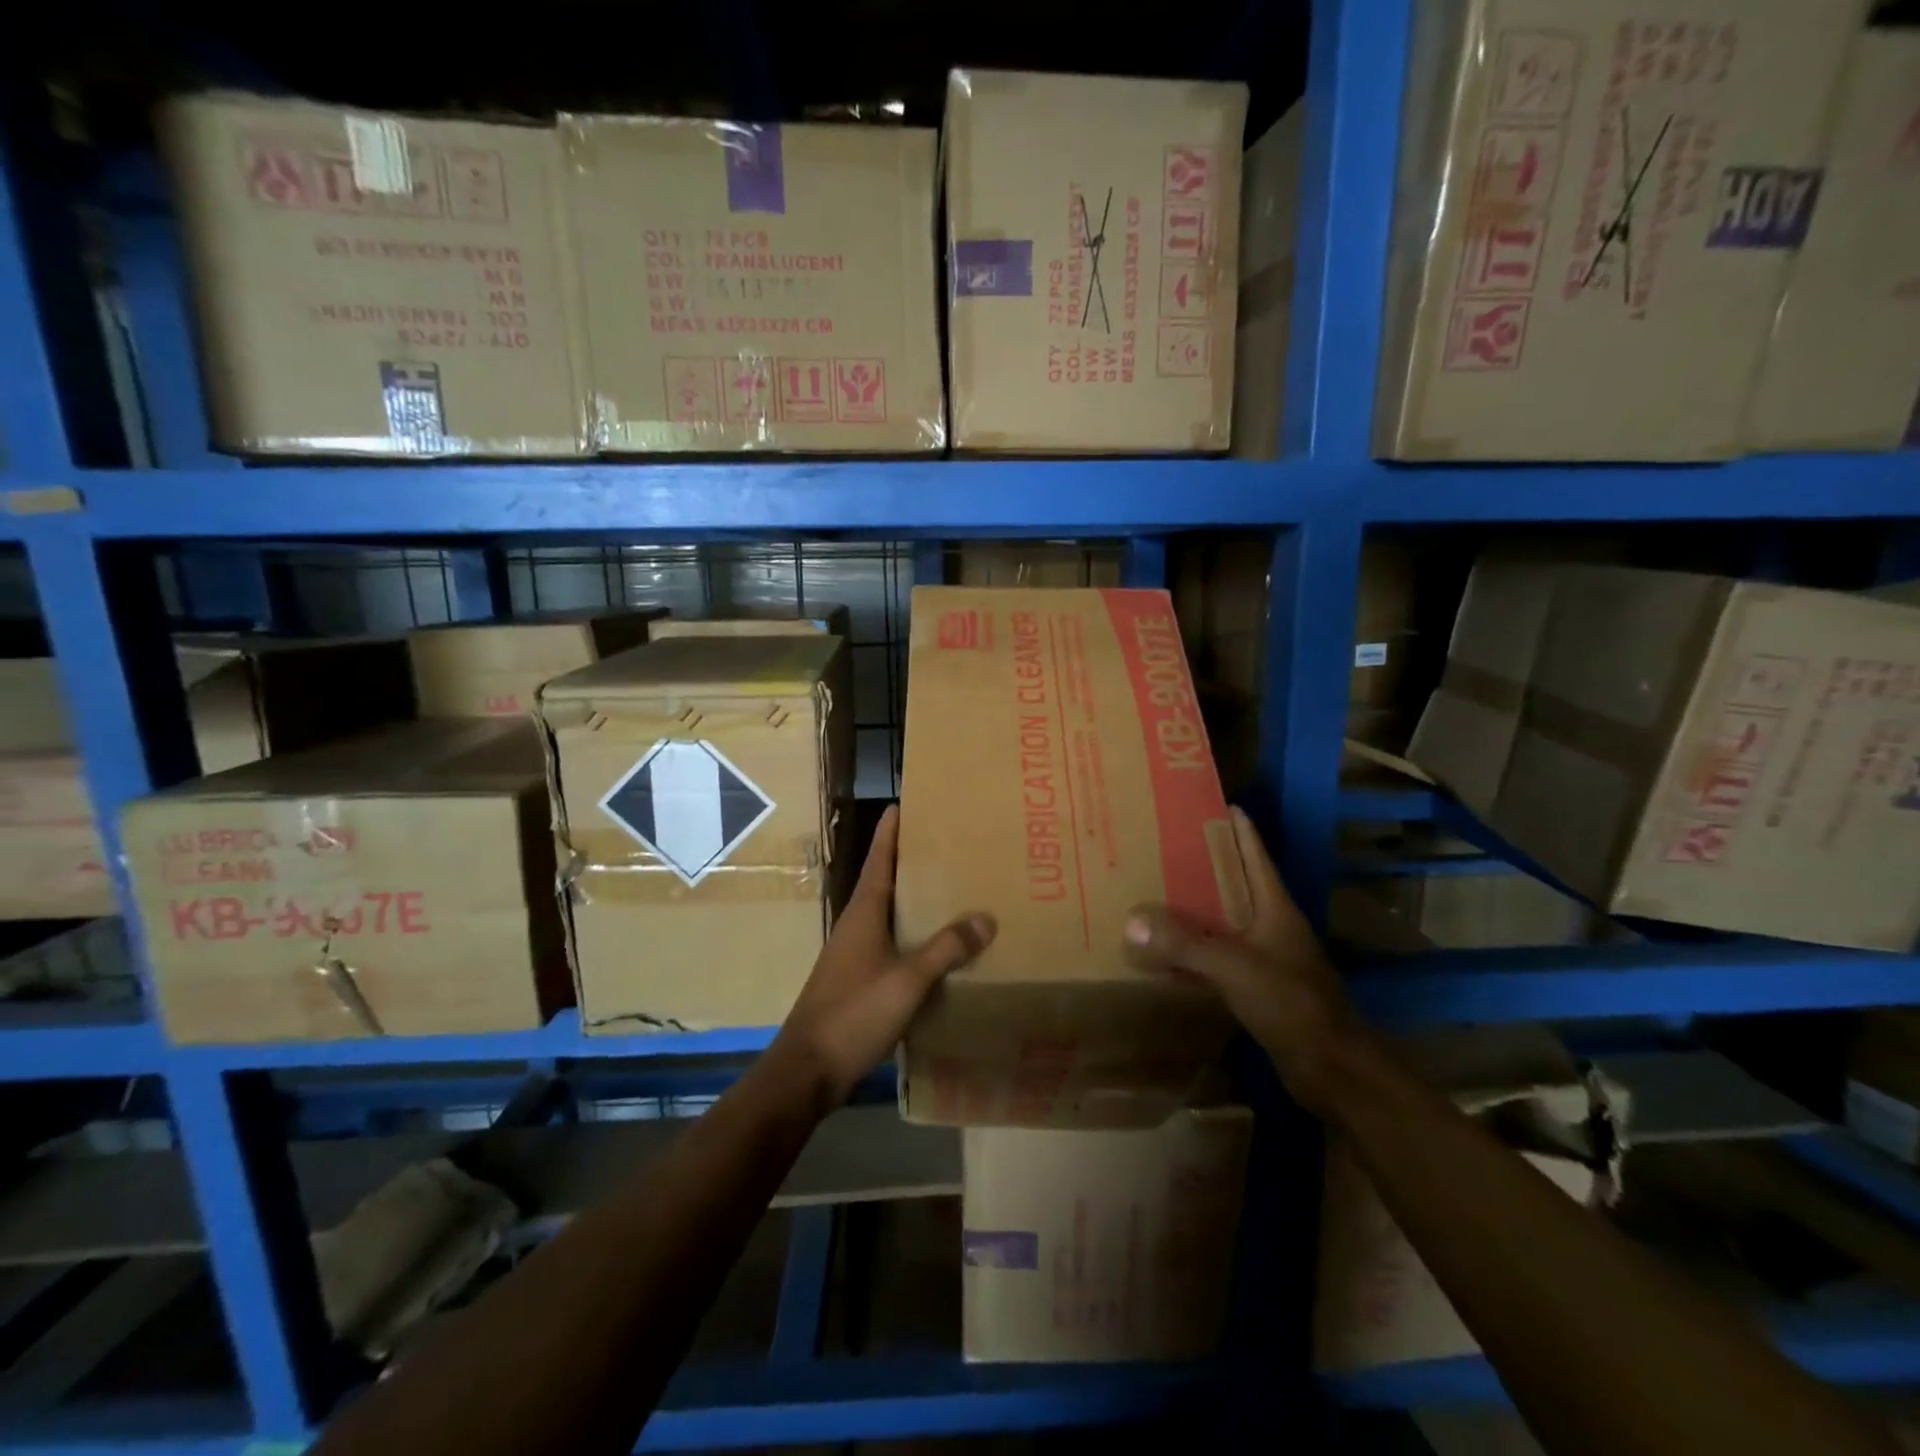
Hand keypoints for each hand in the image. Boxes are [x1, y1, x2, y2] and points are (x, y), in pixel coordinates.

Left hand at [773, 805, 994, 1109]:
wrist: (807, 1070)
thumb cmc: (854, 1013)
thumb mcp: (907, 980)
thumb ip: (946, 948)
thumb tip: (985, 917)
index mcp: (863, 913)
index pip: (879, 860)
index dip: (890, 833)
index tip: (901, 804)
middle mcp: (856, 926)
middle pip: (884, 883)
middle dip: (909, 863)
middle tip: (944, 845)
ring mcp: (853, 954)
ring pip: (888, 916)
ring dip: (912, 901)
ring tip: (948, 891)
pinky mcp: (857, 980)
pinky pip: (890, 945)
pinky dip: (912, 936)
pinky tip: (935, 948)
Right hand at [1124, 806, 1359, 1113]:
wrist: (1332, 1070)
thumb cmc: (1292, 1004)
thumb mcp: (1235, 967)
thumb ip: (1185, 944)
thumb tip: (1132, 921)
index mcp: (1275, 908)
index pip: (1255, 856)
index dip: (1238, 829)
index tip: (1214, 804)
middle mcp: (1272, 926)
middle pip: (1236, 885)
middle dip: (1205, 865)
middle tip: (1165, 845)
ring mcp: (1267, 958)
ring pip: (1225, 922)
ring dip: (1196, 909)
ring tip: (1157, 892)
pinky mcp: (1258, 989)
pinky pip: (1219, 958)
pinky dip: (1194, 951)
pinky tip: (1167, 952)